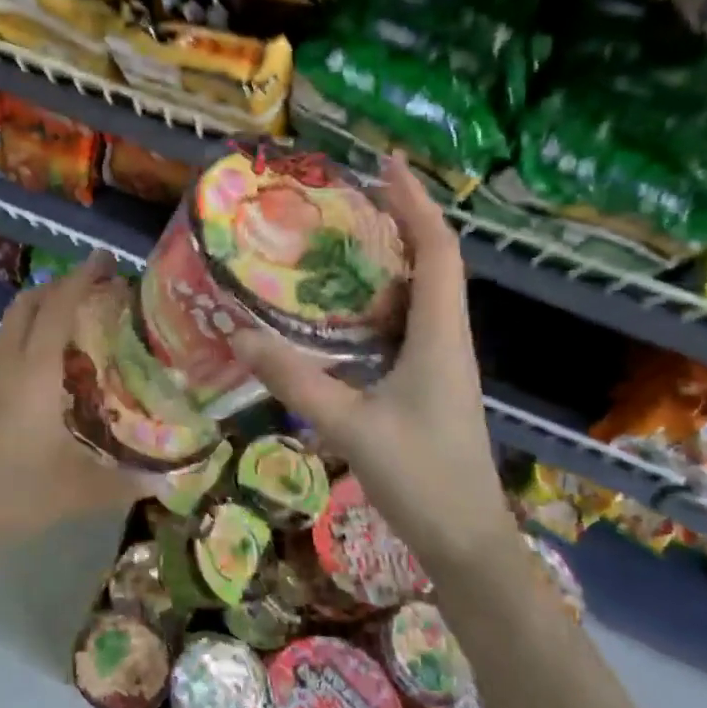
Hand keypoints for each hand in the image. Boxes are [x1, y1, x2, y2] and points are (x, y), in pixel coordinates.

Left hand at [0, 253, 140, 560]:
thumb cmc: (5, 494)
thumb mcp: (72, 492)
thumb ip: (122, 484)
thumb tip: (167, 483)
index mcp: (33, 369)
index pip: (59, 304)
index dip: (82, 276)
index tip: (104, 260)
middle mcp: (1, 356)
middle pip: (29, 301)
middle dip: (59, 286)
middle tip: (92, 291)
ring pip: (7, 321)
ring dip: (35, 311)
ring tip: (65, 329)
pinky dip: (17, 336)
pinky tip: (30, 370)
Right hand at [231, 153, 514, 566]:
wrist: (467, 542)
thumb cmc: (421, 479)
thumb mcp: (350, 425)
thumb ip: (295, 380)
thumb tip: (239, 336)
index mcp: (440, 337)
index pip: (438, 251)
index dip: (416, 203)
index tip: (388, 165)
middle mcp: (447, 339)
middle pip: (434, 262)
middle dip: (401, 220)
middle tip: (351, 197)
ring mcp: (441, 362)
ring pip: (422, 293)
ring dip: (391, 259)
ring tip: (342, 240)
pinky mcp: (429, 382)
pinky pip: (408, 323)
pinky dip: (381, 300)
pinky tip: (345, 310)